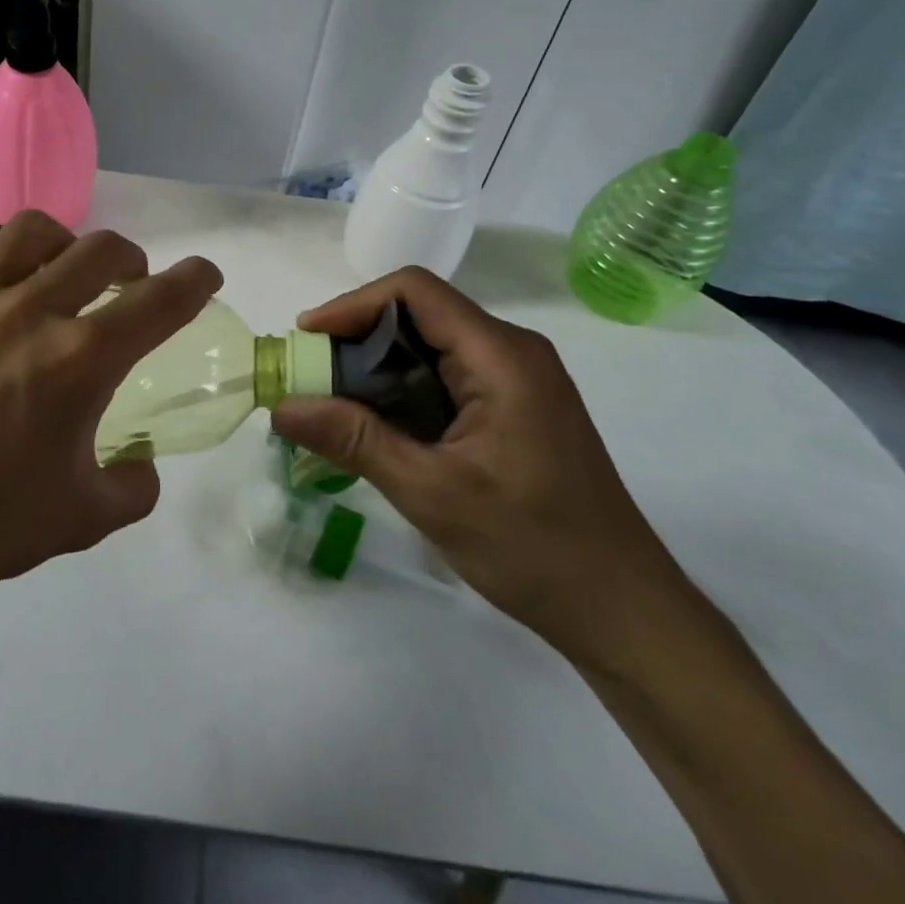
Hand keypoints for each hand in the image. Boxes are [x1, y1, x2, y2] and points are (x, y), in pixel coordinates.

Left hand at [0, 212, 221, 617]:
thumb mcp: (81, 521)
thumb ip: (135, 487)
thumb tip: (145, 462)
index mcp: (79, 362)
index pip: (159, 301)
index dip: (194, 280)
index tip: (205, 274)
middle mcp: (29, 312)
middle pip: (101, 251)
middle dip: (131, 261)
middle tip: (130, 282)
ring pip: (33, 230)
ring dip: (66, 243)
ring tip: (62, 268)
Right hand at [271, 267, 682, 661]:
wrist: (622, 611)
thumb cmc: (533, 547)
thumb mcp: (432, 492)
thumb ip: (354, 441)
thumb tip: (282, 407)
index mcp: (502, 356)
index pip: (415, 292)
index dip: (353, 304)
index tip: (307, 338)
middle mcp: (512, 353)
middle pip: (420, 315)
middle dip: (357, 338)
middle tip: (310, 377)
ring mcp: (518, 381)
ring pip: (431, 347)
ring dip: (377, 368)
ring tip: (331, 402)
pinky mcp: (515, 408)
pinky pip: (447, 377)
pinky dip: (403, 391)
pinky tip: (377, 426)